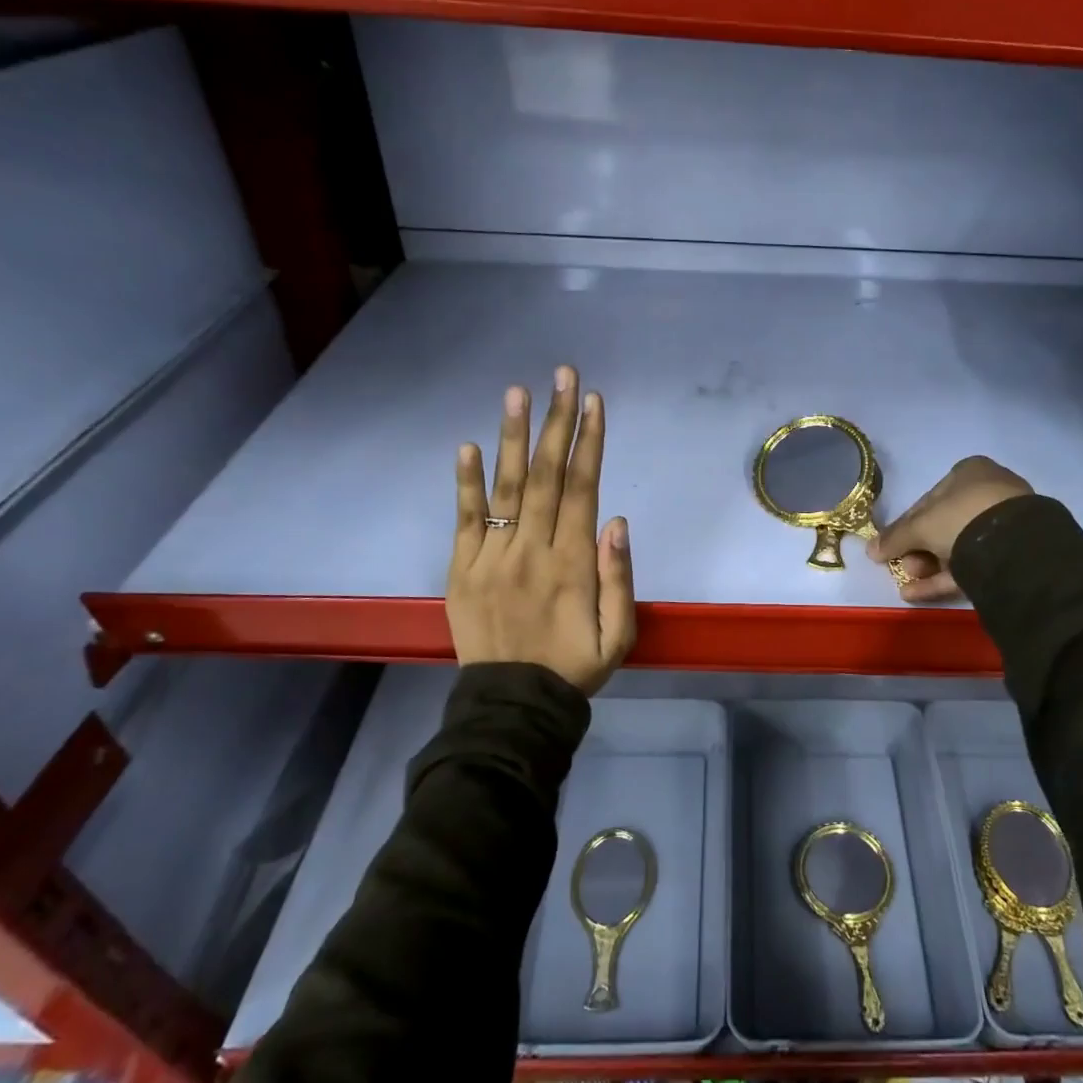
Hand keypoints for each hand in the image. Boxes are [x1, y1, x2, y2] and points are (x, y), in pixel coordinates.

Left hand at [448, 366, 635, 694]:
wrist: (513, 706)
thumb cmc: (574, 667)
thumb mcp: (618, 636)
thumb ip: (619, 579)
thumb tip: (616, 522)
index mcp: (572, 563)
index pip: (582, 489)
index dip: (589, 442)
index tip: (593, 402)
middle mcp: (531, 550)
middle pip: (547, 475)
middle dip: (557, 421)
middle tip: (562, 376)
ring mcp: (492, 557)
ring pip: (507, 488)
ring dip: (514, 438)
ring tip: (517, 392)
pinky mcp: (462, 570)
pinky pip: (464, 520)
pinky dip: (465, 483)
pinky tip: (467, 446)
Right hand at [869, 457, 1031, 602]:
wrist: (1013, 545)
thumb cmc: (961, 517)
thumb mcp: (920, 526)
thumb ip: (894, 538)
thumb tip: (870, 550)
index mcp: (969, 473)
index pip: (928, 500)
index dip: (905, 525)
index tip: (891, 546)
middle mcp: (988, 493)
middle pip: (942, 525)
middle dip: (918, 550)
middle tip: (903, 567)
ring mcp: (1003, 524)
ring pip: (957, 546)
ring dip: (928, 566)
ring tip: (908, 583)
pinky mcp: (1011, 553)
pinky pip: (972, 563)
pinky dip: (944, 578)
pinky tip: (917, 594)